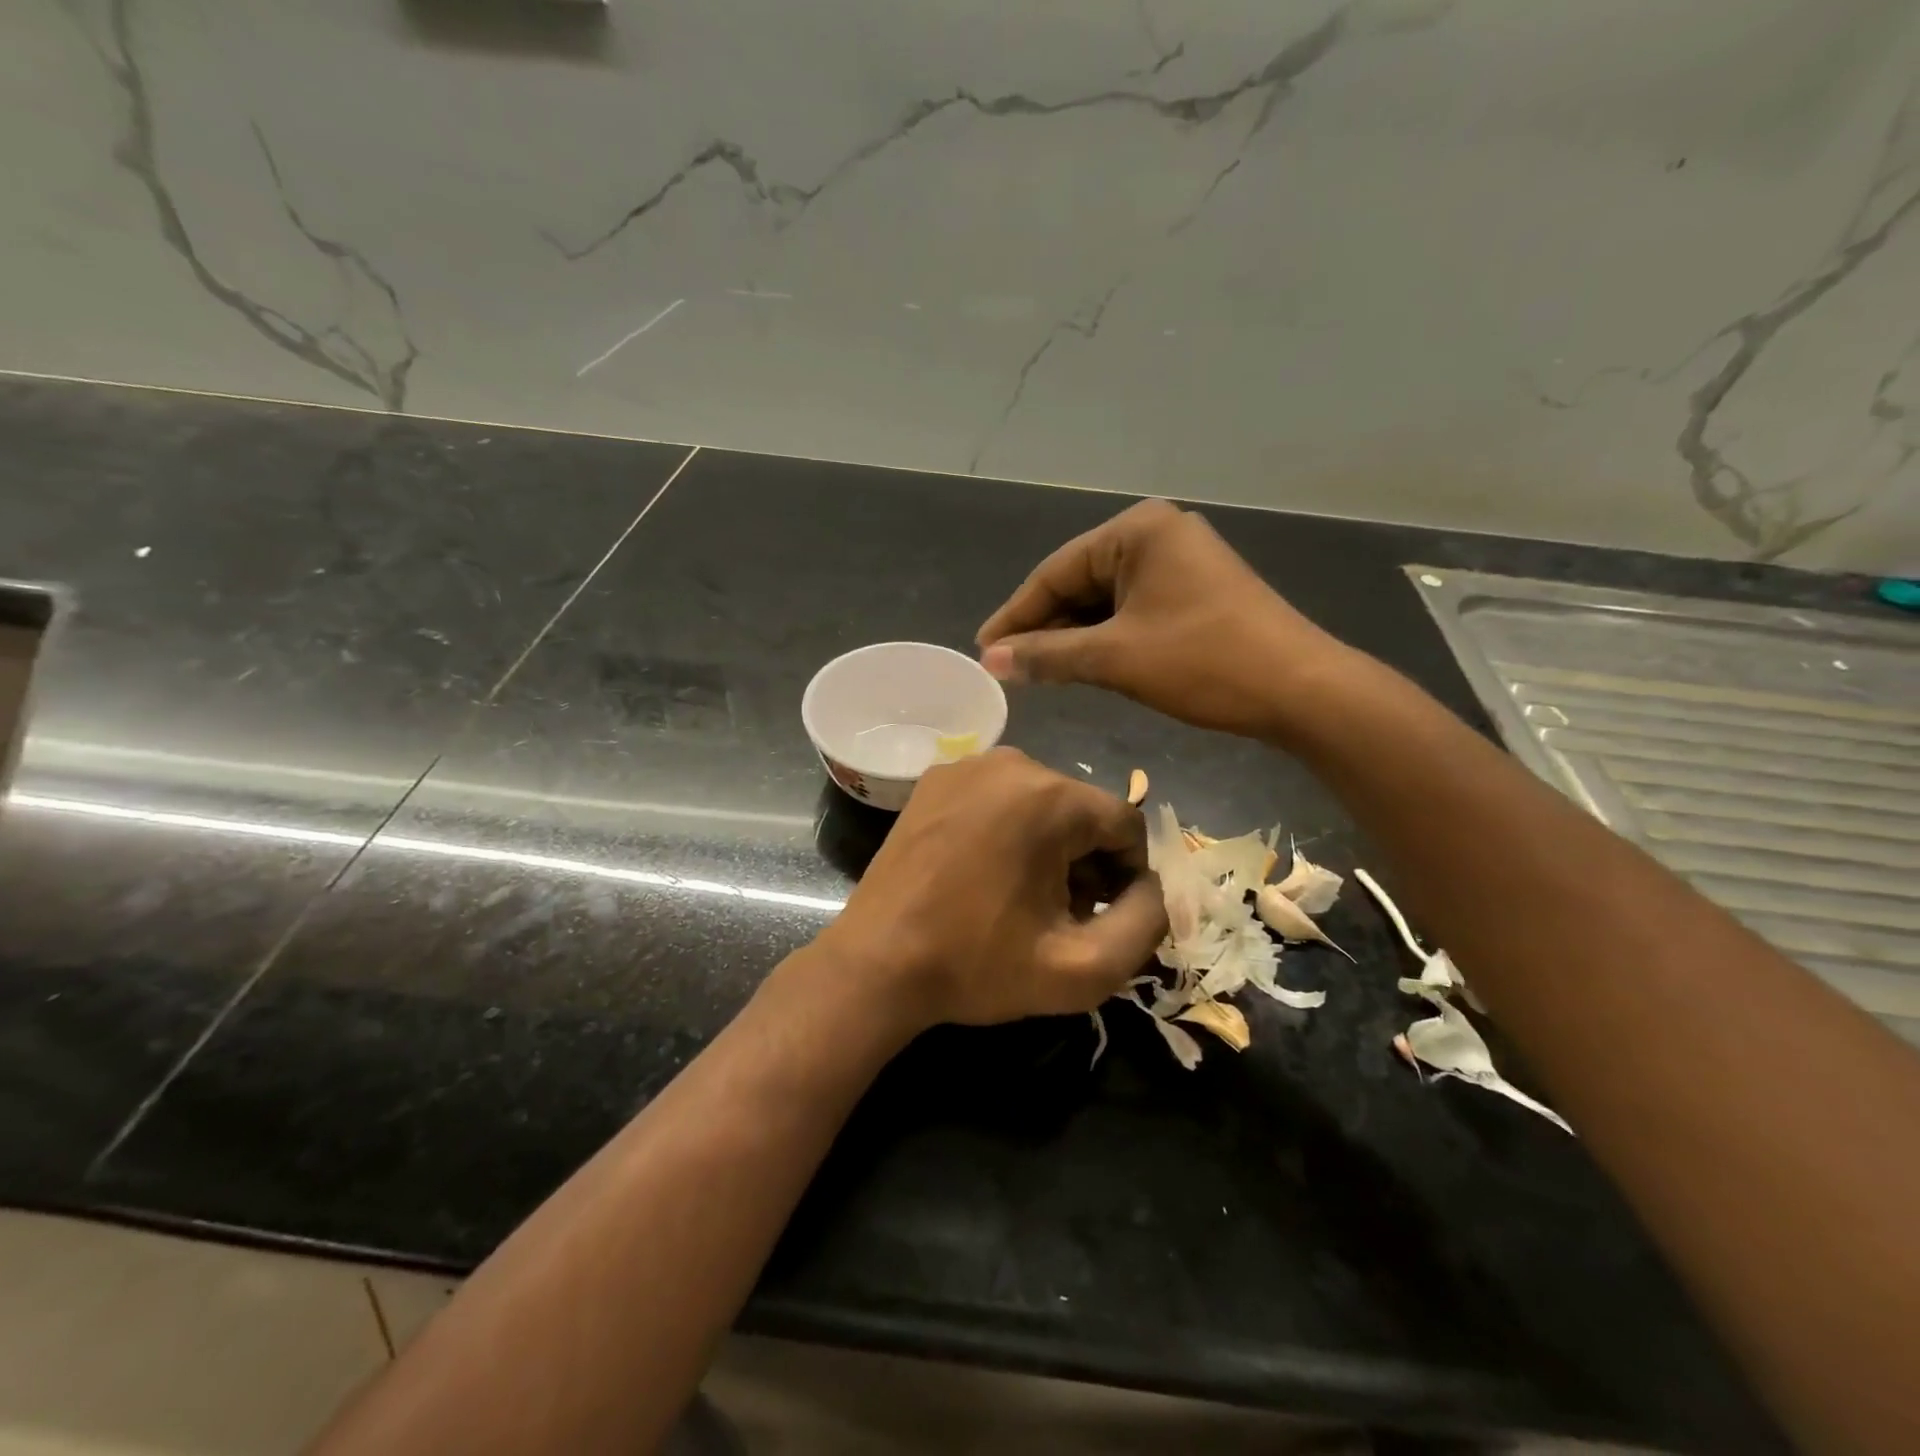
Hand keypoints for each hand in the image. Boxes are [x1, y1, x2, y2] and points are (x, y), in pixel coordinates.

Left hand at [819, 748, 1166, 1029]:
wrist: (876, 964)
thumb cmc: (977, 966)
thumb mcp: (1083, 969)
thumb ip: (1146, 924)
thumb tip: (1153, 886)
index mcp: (1049, 797)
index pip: (1125, 823)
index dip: (1128, 876)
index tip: (1101, 917)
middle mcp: (1010, 762)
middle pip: (1081, 810)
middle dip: (1086, 862)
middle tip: (1059, 915)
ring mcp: (965, 764)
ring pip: (1041, 801)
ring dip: (1048, 846)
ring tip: (1021, 898)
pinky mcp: (933, 778)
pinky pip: (998, 797)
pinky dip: (1008, 830)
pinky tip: (985, 874)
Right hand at [976, 499, 1351, 739]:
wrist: (1301, 690)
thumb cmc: (1204, 662)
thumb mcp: (1116, 658)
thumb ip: (1048, 655)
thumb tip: (991, 660)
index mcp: (1137, 531)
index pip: (1056, 572)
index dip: (1016, 614)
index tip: (984, 650)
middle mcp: (1158, 535)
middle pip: (1080, 582)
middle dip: (1044, 626)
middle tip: (1008, 665)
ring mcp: (1181, 563)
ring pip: (1106, 599)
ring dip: (1072, 635)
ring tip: (1037, 670)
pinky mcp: (1196, 592)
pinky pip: (1133, 609)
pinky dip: (1105, 637)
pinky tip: (1082, 663)